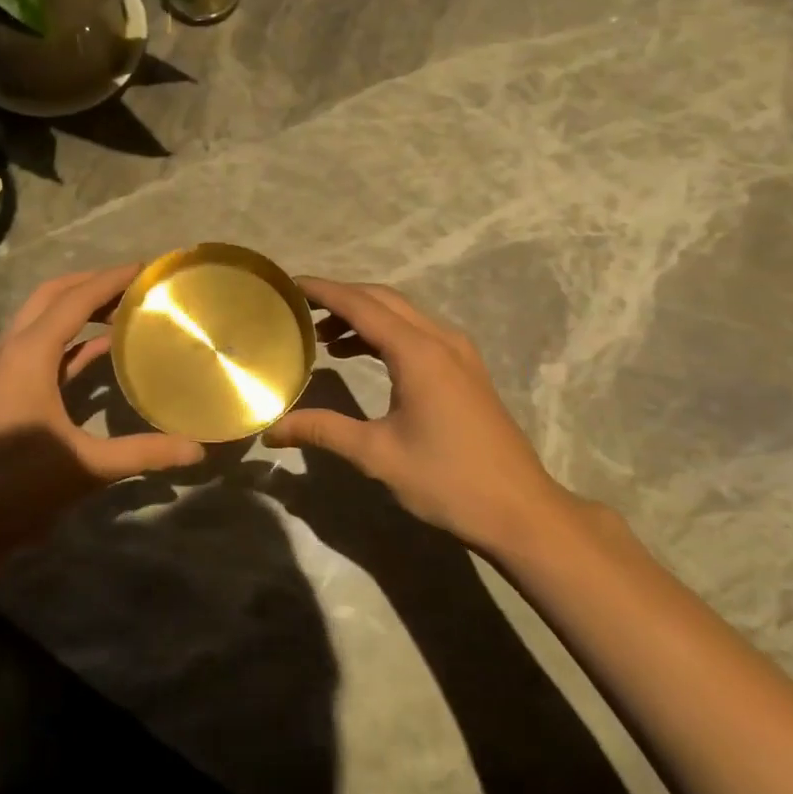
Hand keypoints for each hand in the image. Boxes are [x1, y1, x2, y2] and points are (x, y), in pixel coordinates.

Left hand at [0, 264, 204, 573]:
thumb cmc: (16, 485)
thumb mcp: (86, 466)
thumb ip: (143, 453)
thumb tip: (197, 450)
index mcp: (29, 354)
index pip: (75, 300)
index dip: (112, 280)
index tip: (147, 268)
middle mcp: (12, 349)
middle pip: (53, 296)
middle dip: (93, 283)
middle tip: (136, 284)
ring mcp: (5, 370)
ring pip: (44, 320)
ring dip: (80, 308)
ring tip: (125, 308)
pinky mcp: (6, 390)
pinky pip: (43, 350)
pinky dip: (73, 341)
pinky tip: (105, 349)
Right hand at [265, 277, 582, 552]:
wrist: (520, 510)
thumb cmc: (447, 480)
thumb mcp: (377, 455)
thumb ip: (323, 431)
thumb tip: (271, 430)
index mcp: (418, 353)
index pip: (361, 306)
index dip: (324, 291)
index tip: (289, 284)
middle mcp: (440, 340)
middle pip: (383, 300)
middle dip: (341, 298)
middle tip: (300, 308)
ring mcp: (459, 353)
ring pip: (403, 315)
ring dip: (363, 317)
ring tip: (322, 337)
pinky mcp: (466, 369)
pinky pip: (418, 333)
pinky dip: (385, 334)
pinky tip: (361, 356)